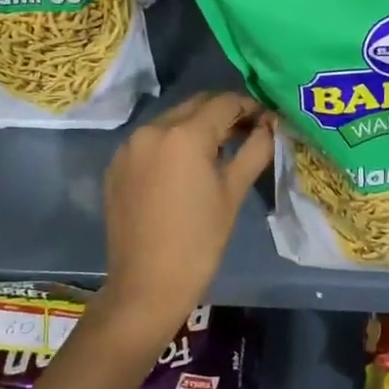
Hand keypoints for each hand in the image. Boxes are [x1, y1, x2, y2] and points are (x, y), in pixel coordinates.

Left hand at [95, 92, 274, 354]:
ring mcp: (129, 146)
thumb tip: (272, 126)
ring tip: (218, 150)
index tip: (266, 121)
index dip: (250, 107)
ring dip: (197, 126)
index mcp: (184, 135)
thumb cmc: (199, 241)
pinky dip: (172, 143)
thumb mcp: (233, 192)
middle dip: (223, 113)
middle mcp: (152, 129)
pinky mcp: (116, 164)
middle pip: (196, 105)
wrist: (146, 286)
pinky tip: (185, 167)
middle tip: (247, 132)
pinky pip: (151, 140)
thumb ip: (255, 150)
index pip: (224, 102)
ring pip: (172, 120)